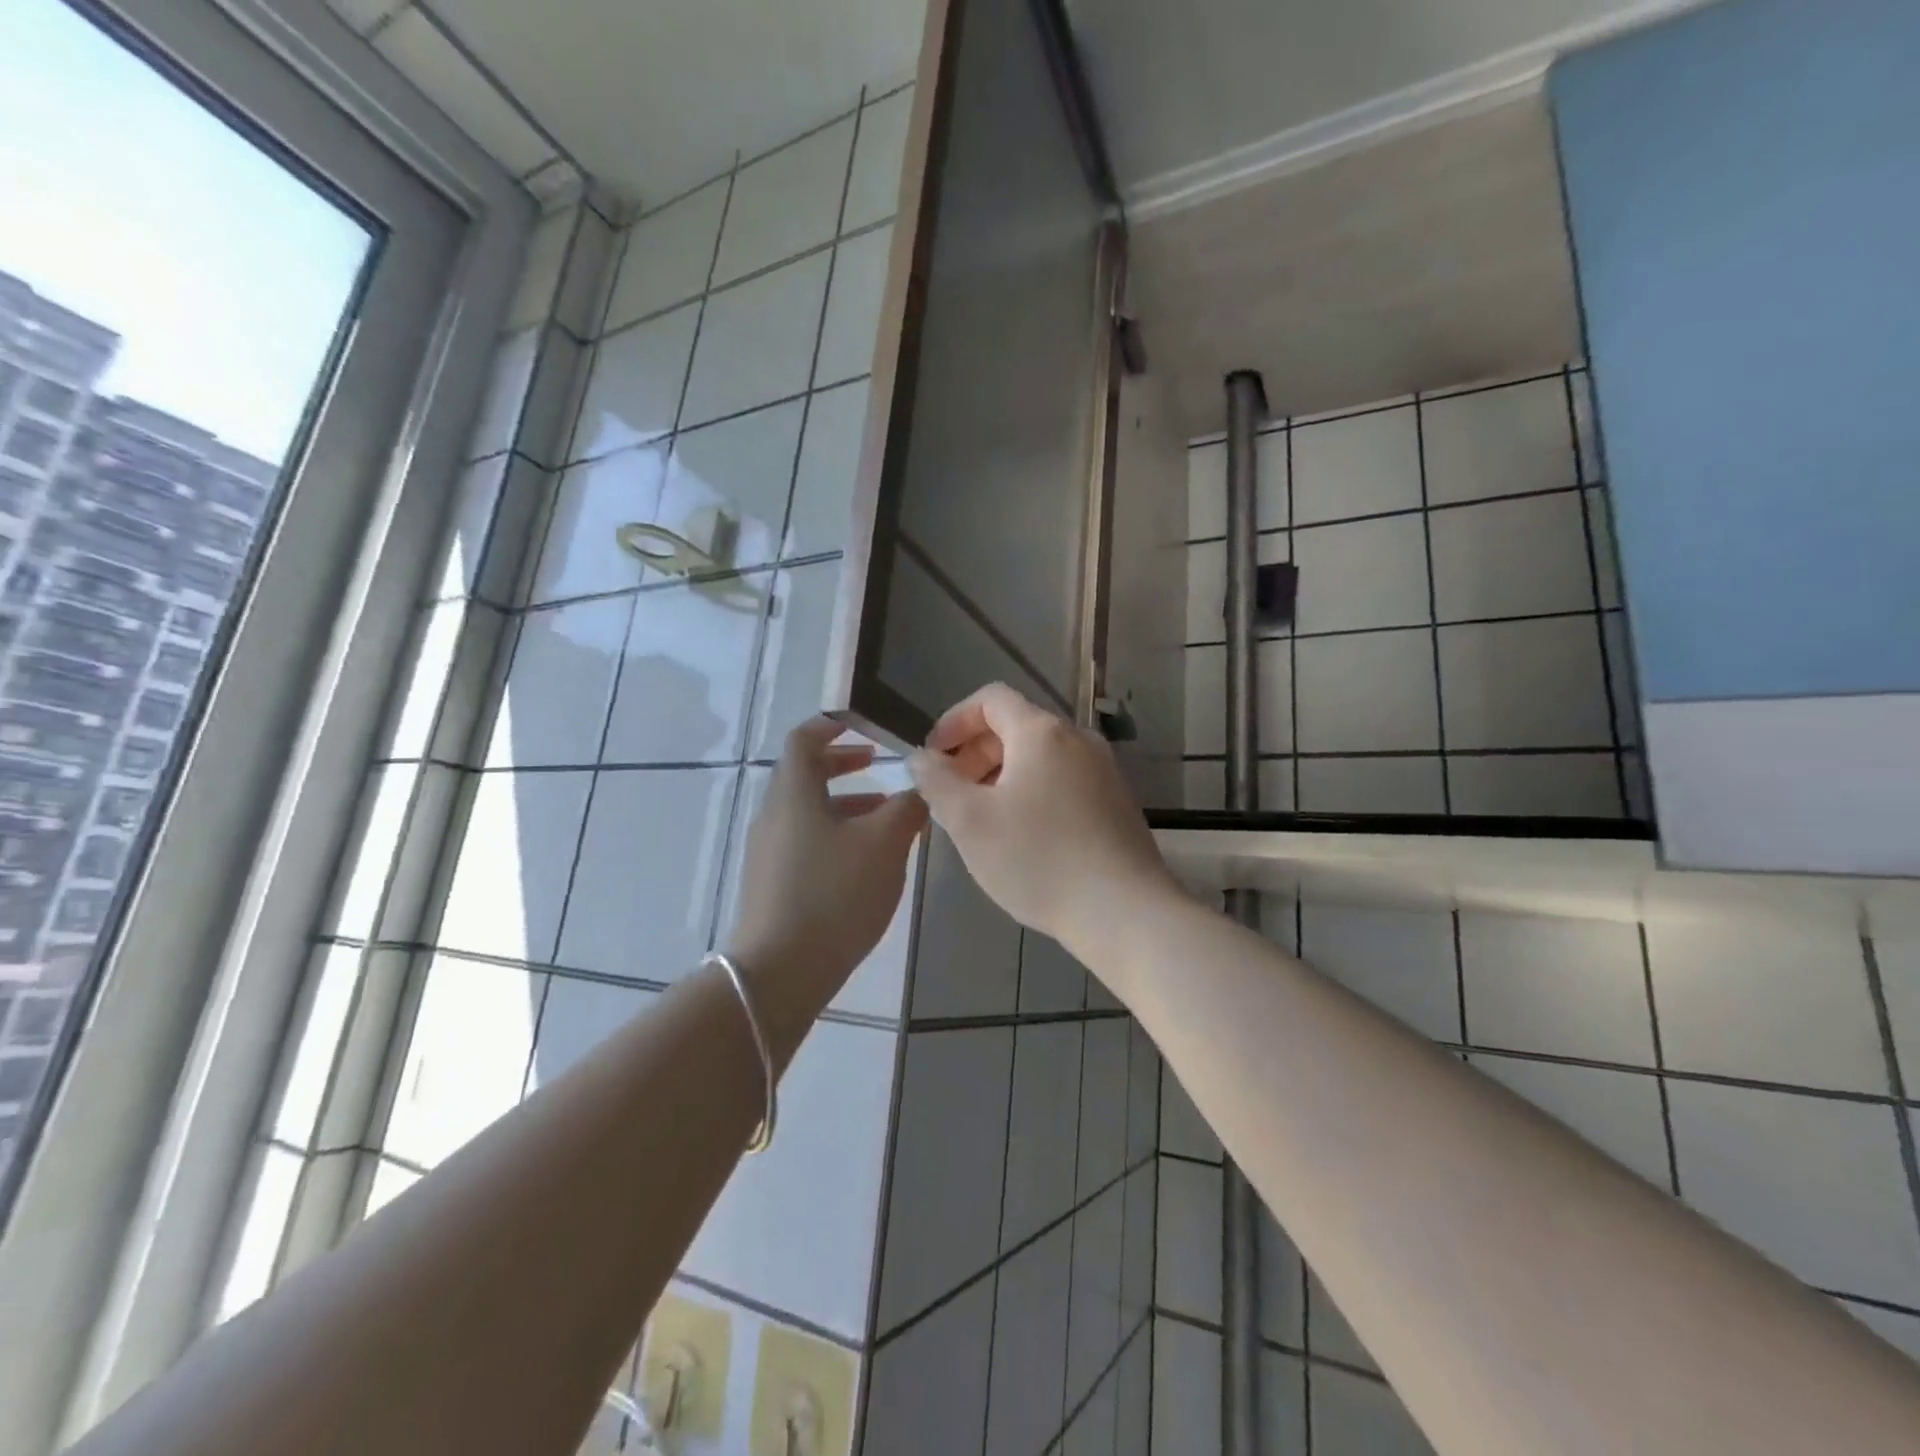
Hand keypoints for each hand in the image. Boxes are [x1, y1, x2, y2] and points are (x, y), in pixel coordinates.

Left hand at [730, 717, 927, 1022]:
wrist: (781, 971)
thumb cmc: (834, 893)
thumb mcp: (884, 844)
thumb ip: (907, 808)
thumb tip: (920, 788)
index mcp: (793, 793)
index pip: (804, 738)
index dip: (833, 725)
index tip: (864, 726)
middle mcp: (774, 814)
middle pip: (804, 774)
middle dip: (843, 765)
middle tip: (879, 765)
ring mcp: (768, 852)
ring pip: (808, 811)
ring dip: (845, 804)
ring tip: (886, 816)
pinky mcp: (772, 883)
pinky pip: (806, 841)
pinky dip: (836, 834)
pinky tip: (866, 861)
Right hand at [908, 684, 1177, 960]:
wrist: (1124, 911)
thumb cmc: (1038, 860)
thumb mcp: (970, 822)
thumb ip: (936, 781)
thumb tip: (922, 758)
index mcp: (1042, 732)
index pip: (990, 698)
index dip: (954, 721)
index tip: (934, 757)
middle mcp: (1078, 739)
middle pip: (1016, 726)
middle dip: (975, 752)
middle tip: (951, 794)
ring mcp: (1104, 770)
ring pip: (1040, 756)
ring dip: (1001, 775)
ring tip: (981, 818)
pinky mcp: (1116, 801)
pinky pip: (1063, 780)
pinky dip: (1032, 791)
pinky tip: (1022, 835)